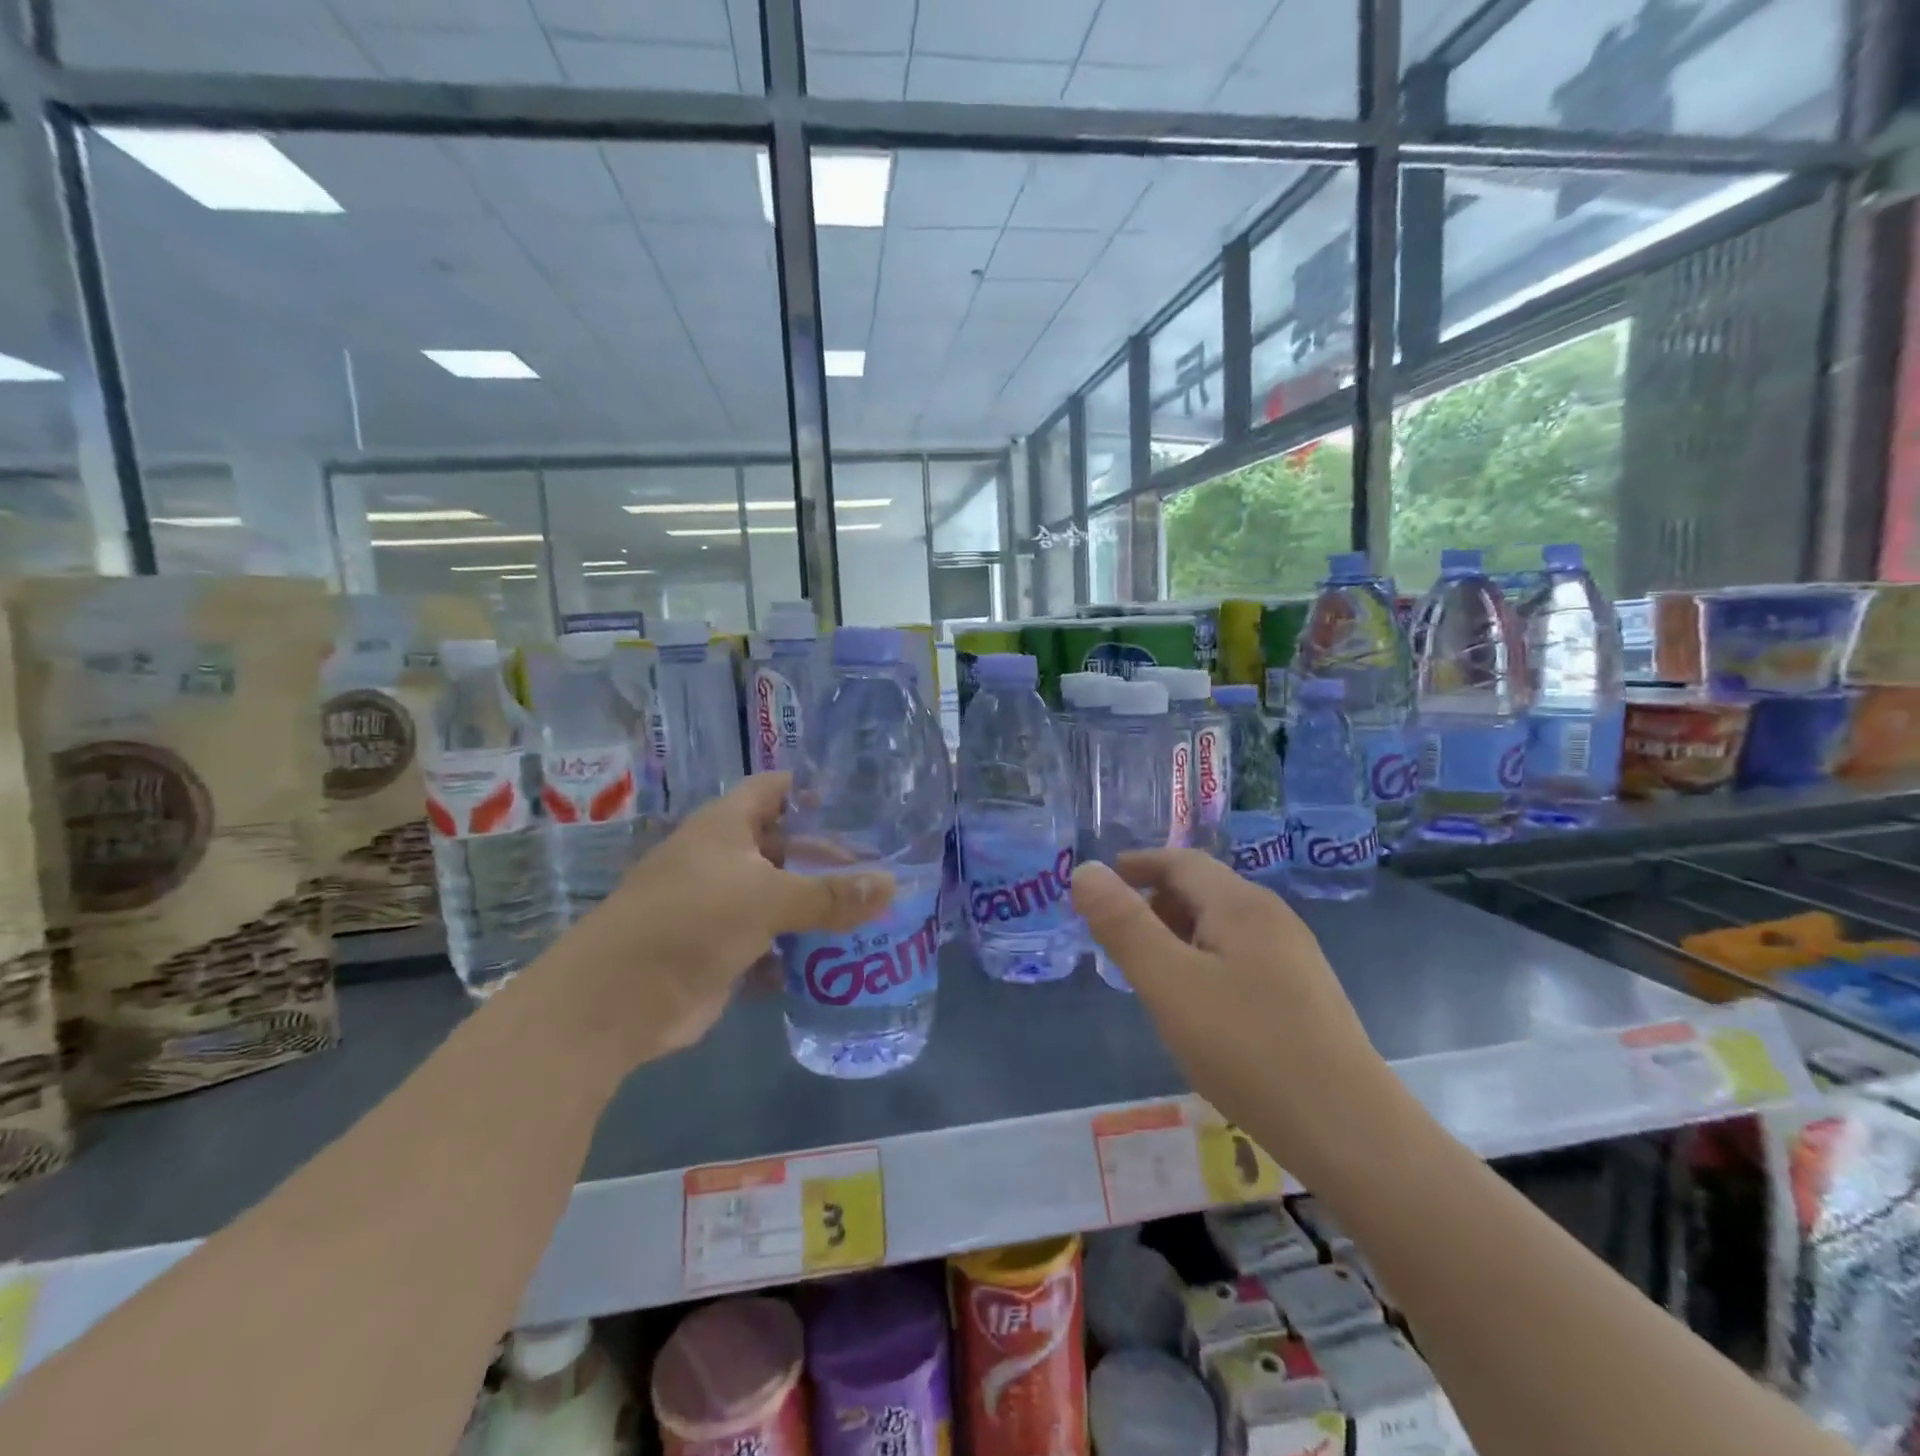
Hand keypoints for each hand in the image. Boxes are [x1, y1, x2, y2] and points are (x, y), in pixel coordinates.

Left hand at [547, 773, 894, 1067]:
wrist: (617, 1001)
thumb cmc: (692, 921)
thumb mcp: (768, 899)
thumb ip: (831, 895)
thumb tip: (893, 886)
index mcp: (726, 826)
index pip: (775, 790)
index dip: (813, 790)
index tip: (861, 803)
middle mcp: (724, 858)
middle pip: (786, 846)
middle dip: (828, 857)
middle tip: (881, 866)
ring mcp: (722, 905)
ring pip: (781, 896)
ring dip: (818, 905)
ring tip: (874, 909)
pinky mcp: (723, 949)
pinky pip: (772, 940)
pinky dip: (800, 947)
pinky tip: (840, 954)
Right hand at [1071, 851, 1395, 1180]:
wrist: (1352, 1133)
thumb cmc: (1249, 1049)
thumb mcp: (1169, 984)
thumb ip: (1124, 925)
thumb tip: (1086, 870)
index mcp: (1240, 904)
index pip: (1180, 861)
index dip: (1137, 865)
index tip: (1101, 883)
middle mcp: (1272, 917)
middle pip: (1202, 890)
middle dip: (1153, 902)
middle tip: (1115, 936)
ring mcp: (1293, 956)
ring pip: (1221, 925)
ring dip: (1177, 934)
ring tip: (1148, 972)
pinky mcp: (1303, 993)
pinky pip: (1239, 956)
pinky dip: (1203, 961)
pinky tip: (1196, 1005)